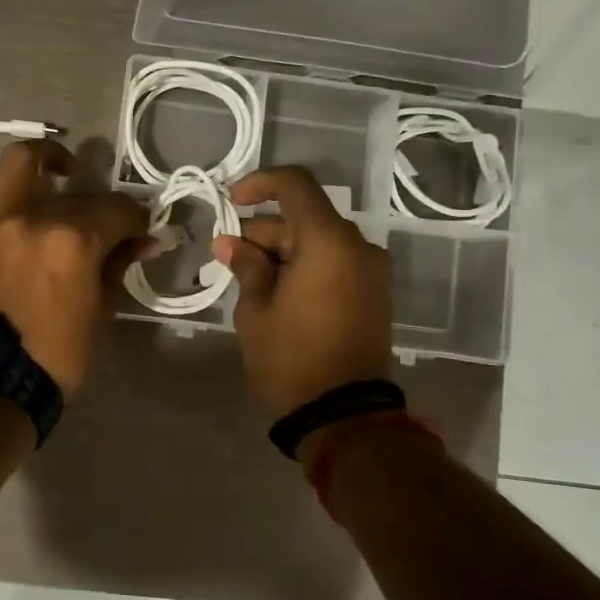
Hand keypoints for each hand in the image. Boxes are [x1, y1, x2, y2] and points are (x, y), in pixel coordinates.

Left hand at [0, 140, 150, 396]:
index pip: (118, 211)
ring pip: (14, 161)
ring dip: (37, 160)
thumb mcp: (100, 313)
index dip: (136, 220)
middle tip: (100, 213)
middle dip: (96, 197)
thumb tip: (140, 240)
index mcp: (73, 240)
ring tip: (47, 173)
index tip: (141, 232)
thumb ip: (118, 266)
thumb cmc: (52, 355)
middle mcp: (31, 215)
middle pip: (74, 187)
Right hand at [211, 166, 392, 417]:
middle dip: (263, 230)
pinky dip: (303, 265)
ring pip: (318, 241)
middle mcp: (357, 247)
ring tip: (246, 279)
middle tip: (227, 256)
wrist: (344, 415)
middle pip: (305, 217)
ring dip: (282, 250)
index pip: (296, 186)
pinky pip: (334, 262)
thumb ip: (246, 266)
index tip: (231, 201)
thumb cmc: (291, 358)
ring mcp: (370, 272)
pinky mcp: (372, 294)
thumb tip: (231, 243)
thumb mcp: (256, 310)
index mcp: (329, 242)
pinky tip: (274, 289)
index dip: (260, 184)